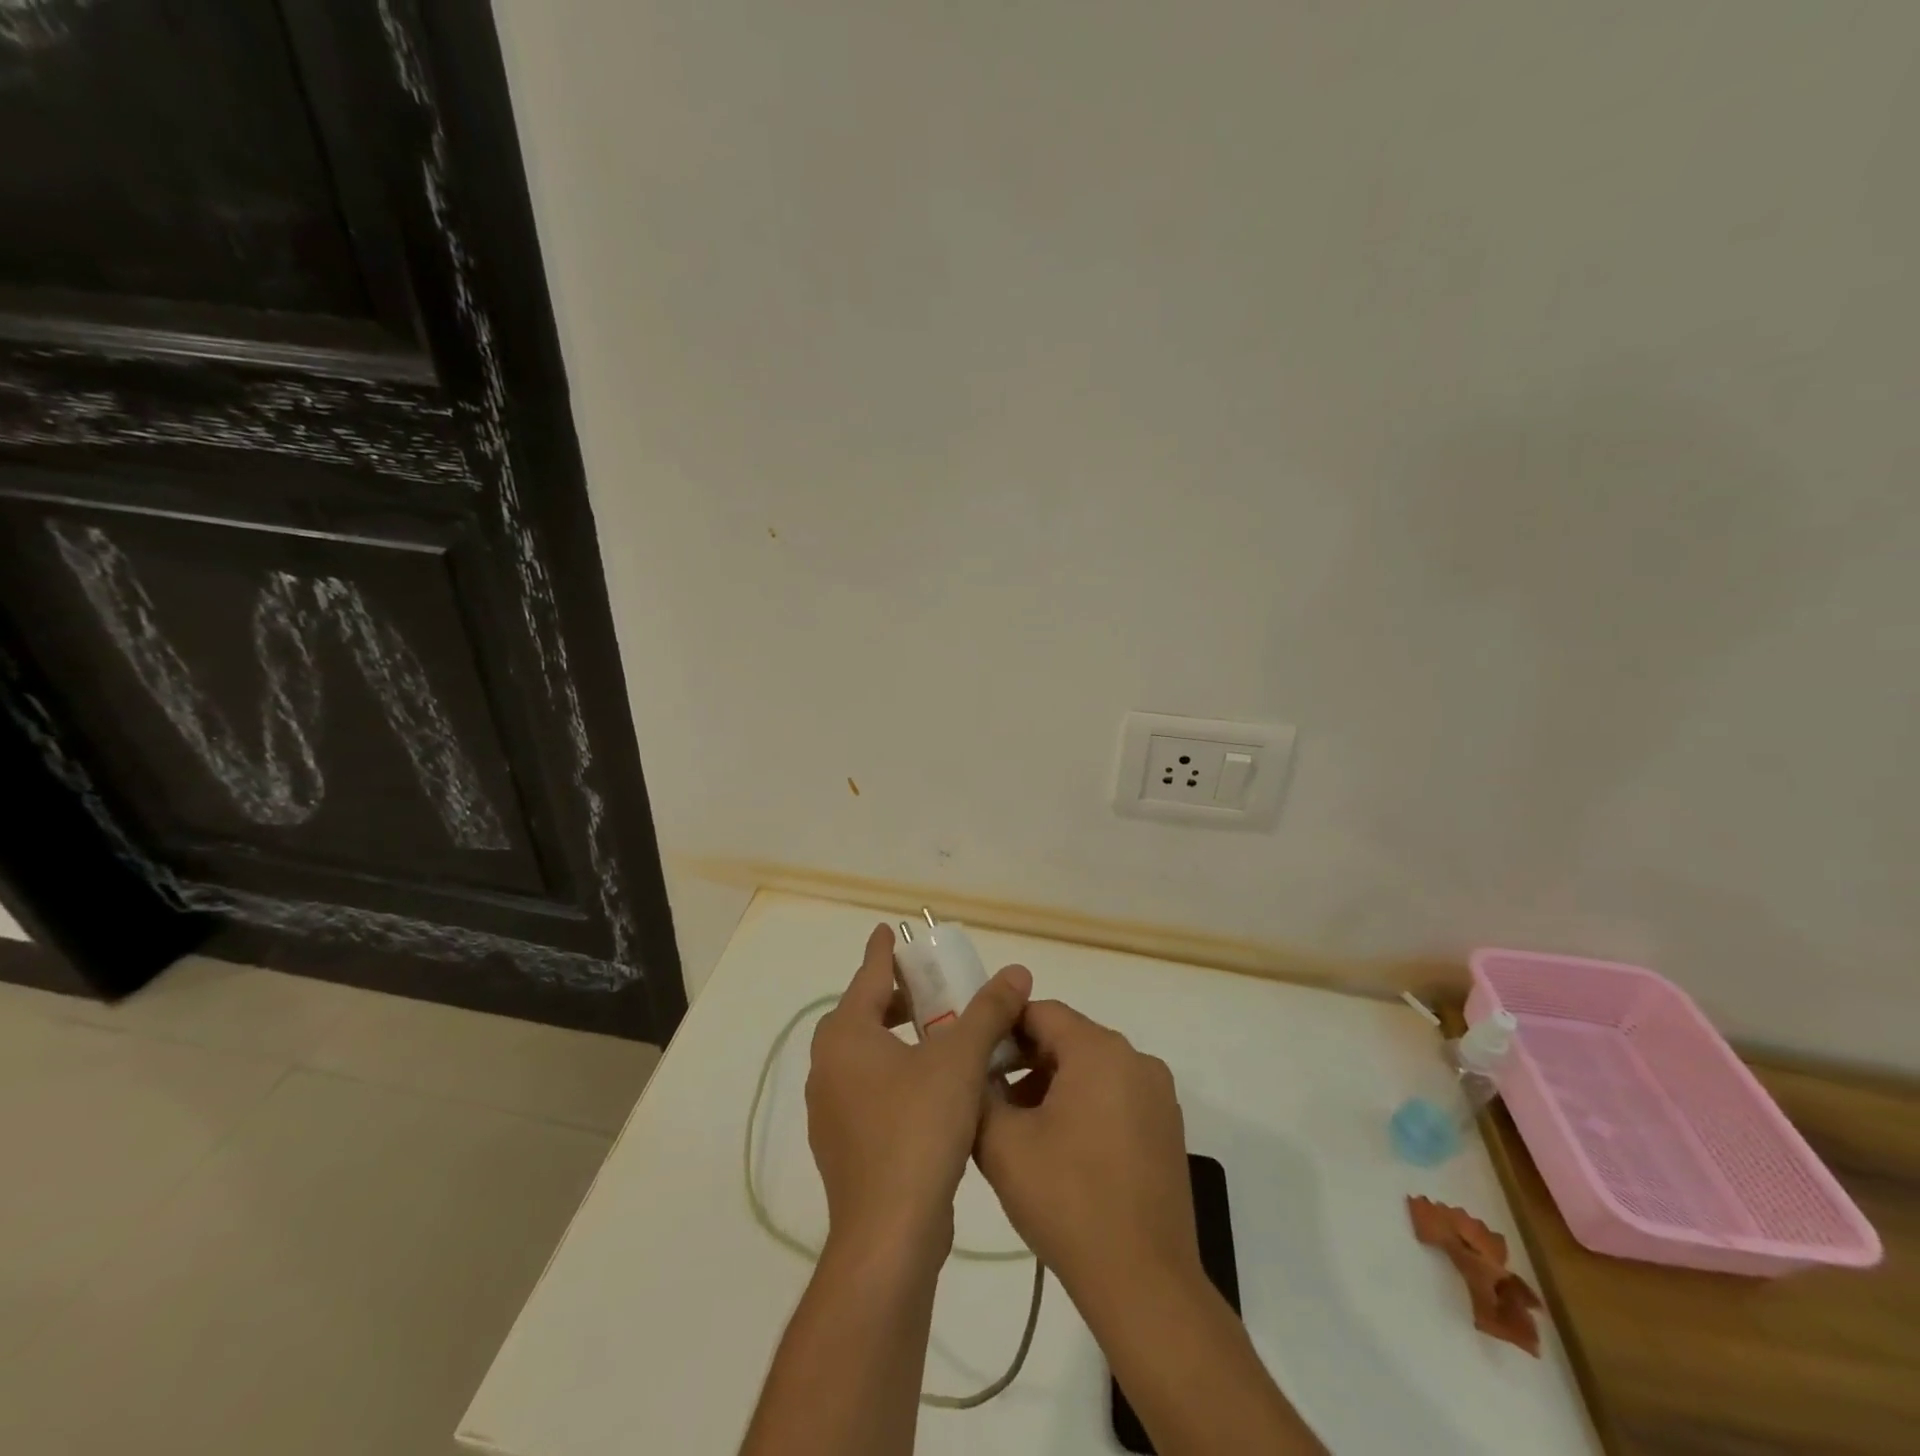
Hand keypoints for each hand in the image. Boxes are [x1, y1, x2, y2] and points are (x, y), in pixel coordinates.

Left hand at [806, 923, 1031, 1259]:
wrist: (888, 1236)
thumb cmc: (918, 1130)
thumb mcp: (960, 1061)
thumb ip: (987, 1012)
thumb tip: (1015, 971)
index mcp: (845, 1037)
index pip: (866, 977)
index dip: (882, 952)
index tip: (888, 930)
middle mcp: (828, 1067)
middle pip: (863, 1016)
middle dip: (897, 998)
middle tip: (932, 989)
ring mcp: (832, 1111)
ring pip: (867, 1056)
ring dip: (899, 1039)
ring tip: (940, 1035)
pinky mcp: (845, 1146)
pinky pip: (870, 1091)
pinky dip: (896, 1075)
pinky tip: (933, 1089)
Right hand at [974, 1001, 1197, 1302]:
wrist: (1143, 1283)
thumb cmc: (1068, 1201)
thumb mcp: (1002, 1144)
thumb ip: (979, 1093)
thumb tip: (974, 1074)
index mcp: (1099, 1050)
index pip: (1042, 1012)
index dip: (1003, 1029)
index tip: (975, 1059)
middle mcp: (1136, 1059)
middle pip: (1069, 1038)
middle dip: (1026, 1060)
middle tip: (991, 1096)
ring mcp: (1158, 1095)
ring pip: (1092, 1068)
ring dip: (1053, 1084)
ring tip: (1021, 1128)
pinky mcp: (1168, 1128)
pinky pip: (1116, 1095)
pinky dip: (1085, 1105)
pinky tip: (1061, 1149)